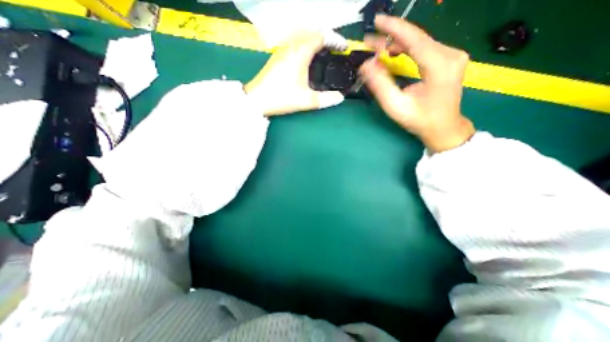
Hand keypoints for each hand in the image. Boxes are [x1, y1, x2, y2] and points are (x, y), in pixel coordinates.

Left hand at [244, 32, 346, 117]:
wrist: (257, 100)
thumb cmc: (282, 98)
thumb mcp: (307, 100)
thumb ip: (326, 99)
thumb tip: (340, 98)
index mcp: (300, 52)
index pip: (321, 36)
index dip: (335, 40)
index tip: (343, 49)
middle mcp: (291, 46)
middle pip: (312, 33)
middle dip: (326, 39)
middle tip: (335, 51)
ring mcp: (282, 50)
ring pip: (302, 38)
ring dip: (315, 42)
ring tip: (324, 55)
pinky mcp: (277, 57)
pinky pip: (295, 44)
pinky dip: (306, 47)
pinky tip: (308, 60)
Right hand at [358, 14, 473, 151]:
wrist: (443, 128)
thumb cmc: (420, 120)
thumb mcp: (396, 106)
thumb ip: (380, 85)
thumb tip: (366, 65)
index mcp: (439, 66)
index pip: (414, 39)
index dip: (394, 28)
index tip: (377, 21)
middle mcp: (450, 55)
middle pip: (417, 38)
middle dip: (391, 38)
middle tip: (370, 42)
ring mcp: (452, 56)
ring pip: (420, 41)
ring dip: (398, 43)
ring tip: (379, 50)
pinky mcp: (449, 59)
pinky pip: (425, 48)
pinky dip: (408, 48)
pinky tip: (396, 53)